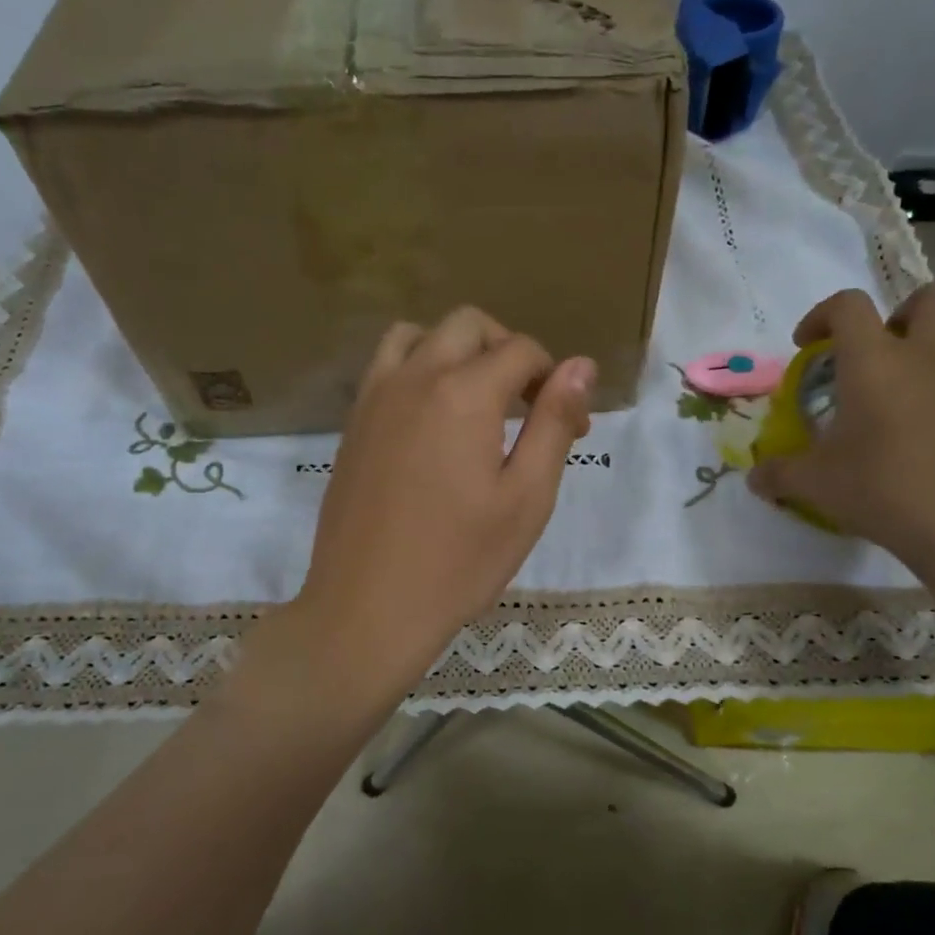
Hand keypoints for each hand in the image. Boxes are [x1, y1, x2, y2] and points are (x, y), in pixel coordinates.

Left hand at [286, 307, 595, 708]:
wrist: (369, 608)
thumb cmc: (460, 562)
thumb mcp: (527, 498)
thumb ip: (554, 422)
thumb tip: (582, 366)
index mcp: (464, 394)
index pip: (521, 350)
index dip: (555, 379)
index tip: (570, 426)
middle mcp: (414, 378)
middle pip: (468, 326)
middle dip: (508, 351)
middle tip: (527, 406)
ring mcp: (374, 398)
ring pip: (418, 334)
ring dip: (456, 349)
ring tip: (477, 399)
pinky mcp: (353, 424)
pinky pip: (386, 366)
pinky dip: (418, 368)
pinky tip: (433, 420)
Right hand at [748, 284, 934, 586]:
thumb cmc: (885, 489)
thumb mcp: (817, 485)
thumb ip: (781, 475)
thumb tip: (754, 479)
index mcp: (875, 362)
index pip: (847, 306)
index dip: (823, 314)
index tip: (808, 345)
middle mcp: (932, 360)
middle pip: (933, 299)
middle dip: (908, 312)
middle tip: (887, 350)